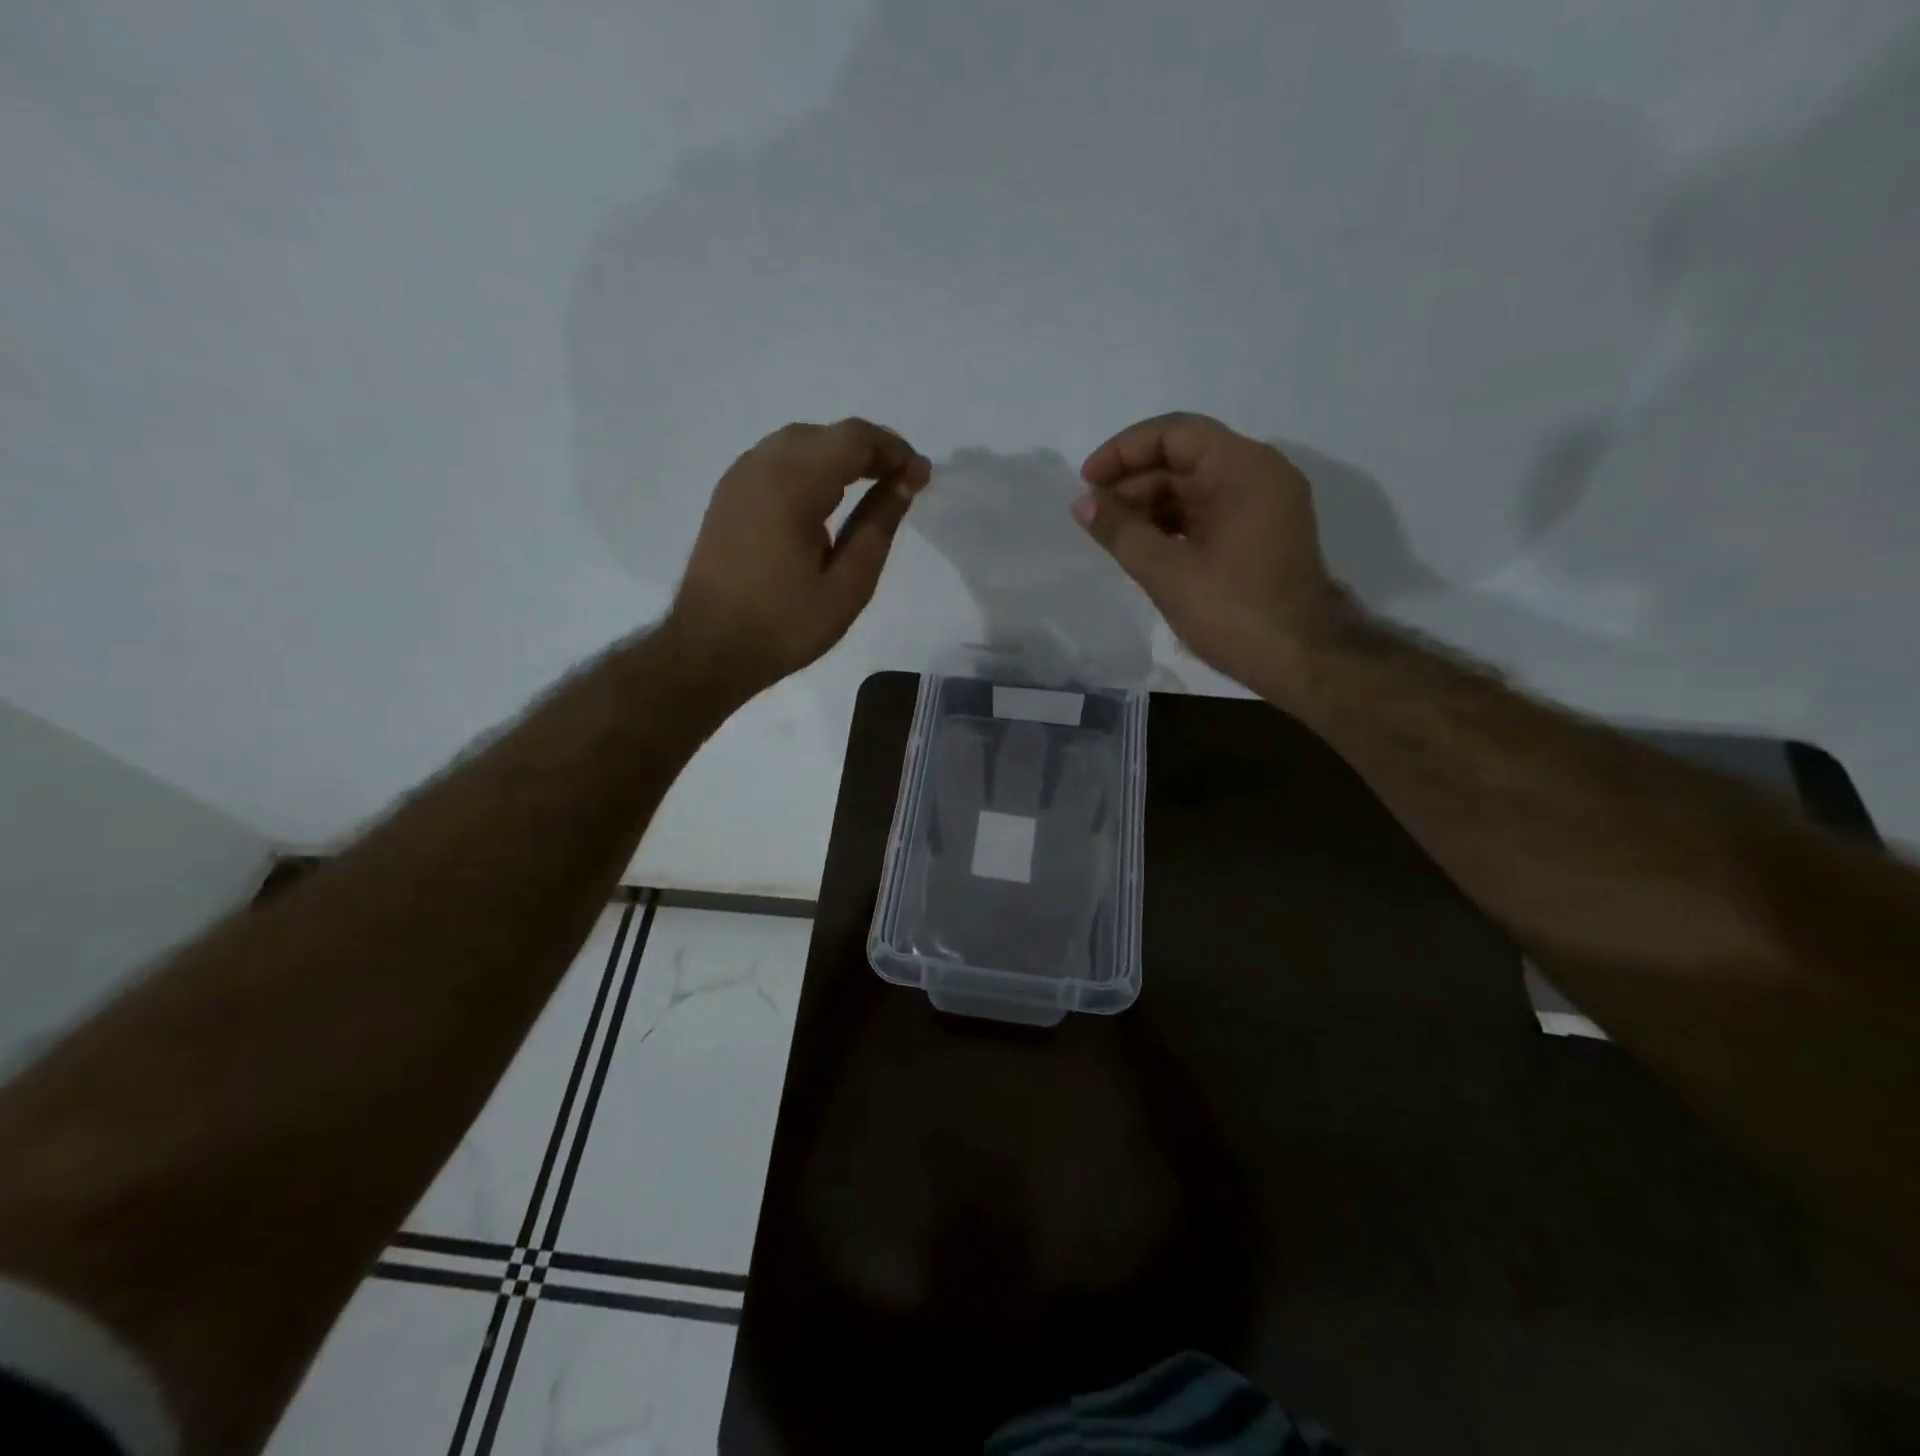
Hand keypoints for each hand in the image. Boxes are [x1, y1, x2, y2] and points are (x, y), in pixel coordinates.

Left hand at [669, 418, 931, 698]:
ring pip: (800, 442)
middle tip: (901, 485)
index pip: (854, 438)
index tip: (921, 478)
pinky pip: (777, 460)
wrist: (709, 649)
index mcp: (792, 484)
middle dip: (870, 451)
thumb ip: (878, 526)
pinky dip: (811, 466)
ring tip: (870, 489)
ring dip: (839, 456)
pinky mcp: (728, 494)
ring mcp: (739, 477)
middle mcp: (761, 465)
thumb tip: (906, 482)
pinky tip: (826, 500)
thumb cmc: (785, 625)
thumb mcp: (848, 585)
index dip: (894, 451)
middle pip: (827, 434)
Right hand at [1075, 412, 1351, 695]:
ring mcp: (1263, 505)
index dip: (1124, 452)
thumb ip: (1120, 532)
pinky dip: (1172, 524)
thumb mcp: (1167, 573)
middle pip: (1185, 458)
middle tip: (1094, 514)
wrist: (1302, 660)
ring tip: (1111, 533)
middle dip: (1134, 481)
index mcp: (1244, 469)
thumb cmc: (1234, 612)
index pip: (1175, 434)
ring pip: (1194, 487)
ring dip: (1150, 505)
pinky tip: (1141, 545)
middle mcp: (1259, 475)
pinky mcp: (1259, 534)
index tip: (1088, 481)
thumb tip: (1082, 502)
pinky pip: (1208, 512)